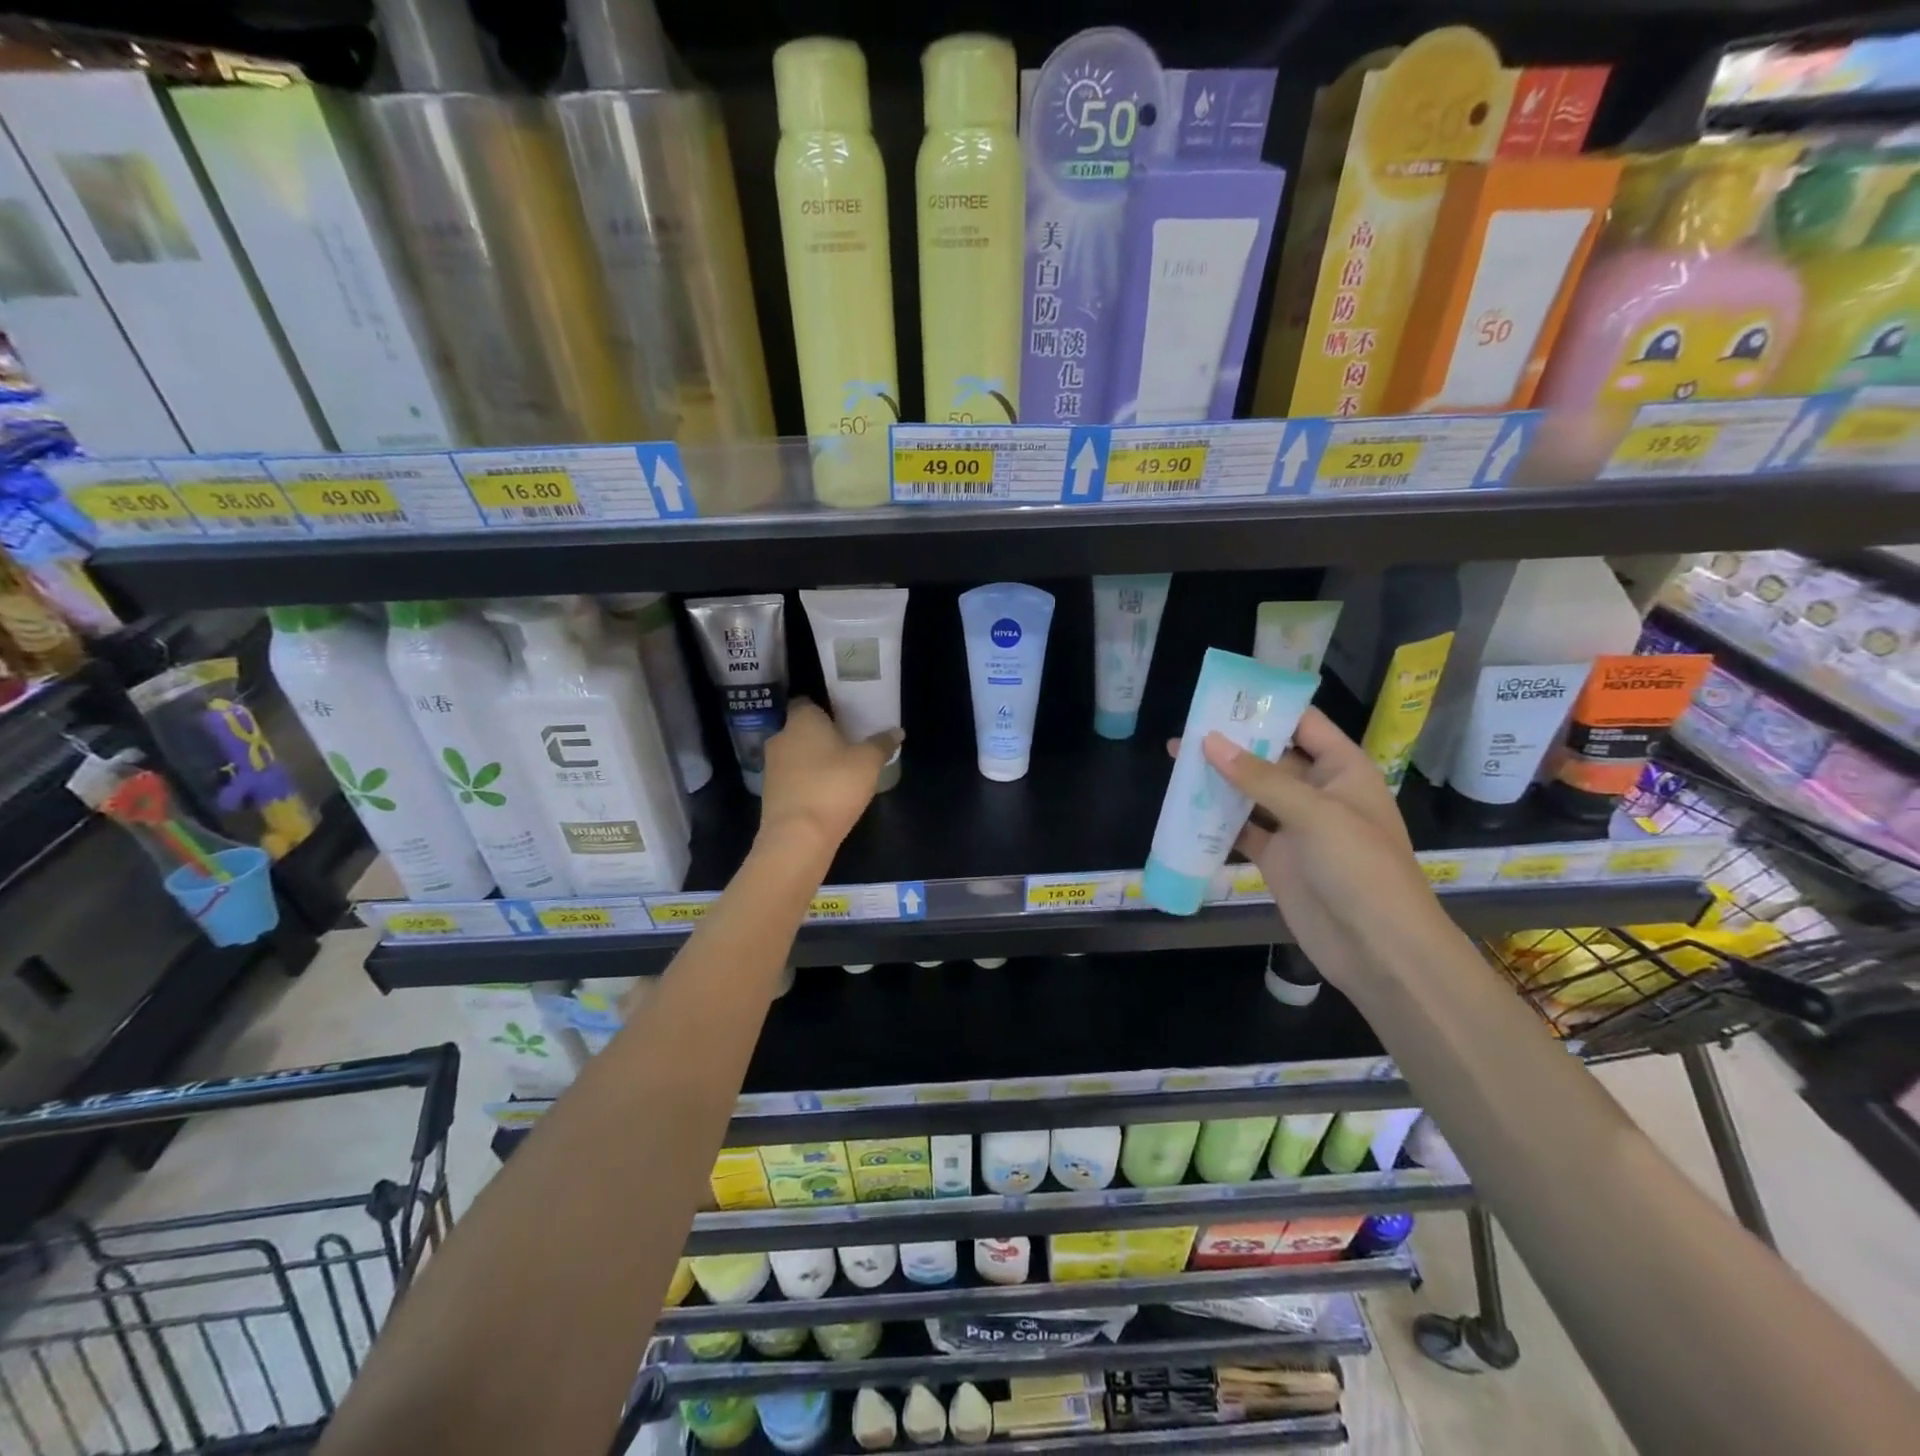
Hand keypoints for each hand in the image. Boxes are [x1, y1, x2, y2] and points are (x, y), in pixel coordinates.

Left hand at [757, 699, 898, 862]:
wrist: (797, 838)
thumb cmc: (833, 787)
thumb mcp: (868, 763)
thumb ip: (882, 744)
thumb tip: (897, 732)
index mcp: (801, 720)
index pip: (806, 702)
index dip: (824, 708)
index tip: (844, 718)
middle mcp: (780, 737)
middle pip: (800, 729)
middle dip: (820, 736)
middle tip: (847, 745)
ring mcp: (771, 767)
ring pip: (795, 755)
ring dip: (812, 761)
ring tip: (839, 771)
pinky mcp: (770, 794)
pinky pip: (791, 779)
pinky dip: (806, 782)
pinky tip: (826, 794)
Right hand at [1170, 708, 1449, 991]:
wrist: (1379, 949)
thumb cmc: (1361, 868)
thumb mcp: (1315, 814)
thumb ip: (1260, 777)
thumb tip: (1209, 741)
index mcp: (1343, 770)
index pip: (1304, 724)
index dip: (1268, 707)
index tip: (1223, 694)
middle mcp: (1318, 792)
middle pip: (1271, 757)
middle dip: (1233, 743)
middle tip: (1186, 727)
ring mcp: (1295, 827)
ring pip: (1250, 793)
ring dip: (1218, 779)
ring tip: (1175, 760)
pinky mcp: (1276, 858)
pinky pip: (1241, 830)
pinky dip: (1216, 819)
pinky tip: (1184, 806)